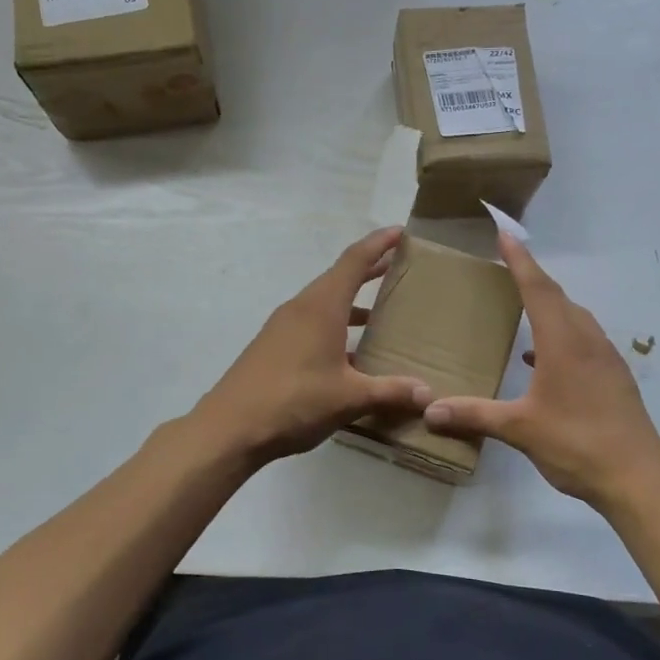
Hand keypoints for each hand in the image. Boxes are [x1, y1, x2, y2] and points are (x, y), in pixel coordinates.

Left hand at [194, 227, 433, 463]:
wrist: (230, 428)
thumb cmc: (294, 401)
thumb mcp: (349, 398)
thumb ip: (390, 392)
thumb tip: (429, 394)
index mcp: (321, 306)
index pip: (354, 260)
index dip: (378, 243)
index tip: (400, 231)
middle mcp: (301, 307)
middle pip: (339, 277)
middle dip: (370, 269)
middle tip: (399, 265)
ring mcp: (283, 326)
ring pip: (325, 302)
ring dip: (352, 301)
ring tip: (381, 310)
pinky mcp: (274, 346)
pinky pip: (312, 323)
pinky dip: (335, 325)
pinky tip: (351, 353)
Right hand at [423, 233, 659, 507]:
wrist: (639, 478)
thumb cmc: (577, 444)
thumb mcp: (520, 429)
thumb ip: (475, 415)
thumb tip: (430, 409)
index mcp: (564, 342)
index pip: (538, 289)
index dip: (520, 260)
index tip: (505, 233)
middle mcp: (588, 340)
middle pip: (558, 298)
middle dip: (532, 278)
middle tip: (508, 266)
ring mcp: (606, 358)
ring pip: (575, 318)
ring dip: (550, 306)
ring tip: (524, 307)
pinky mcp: (615, 377)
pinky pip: (585, 340)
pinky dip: (561, 335)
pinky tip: (542, 359)